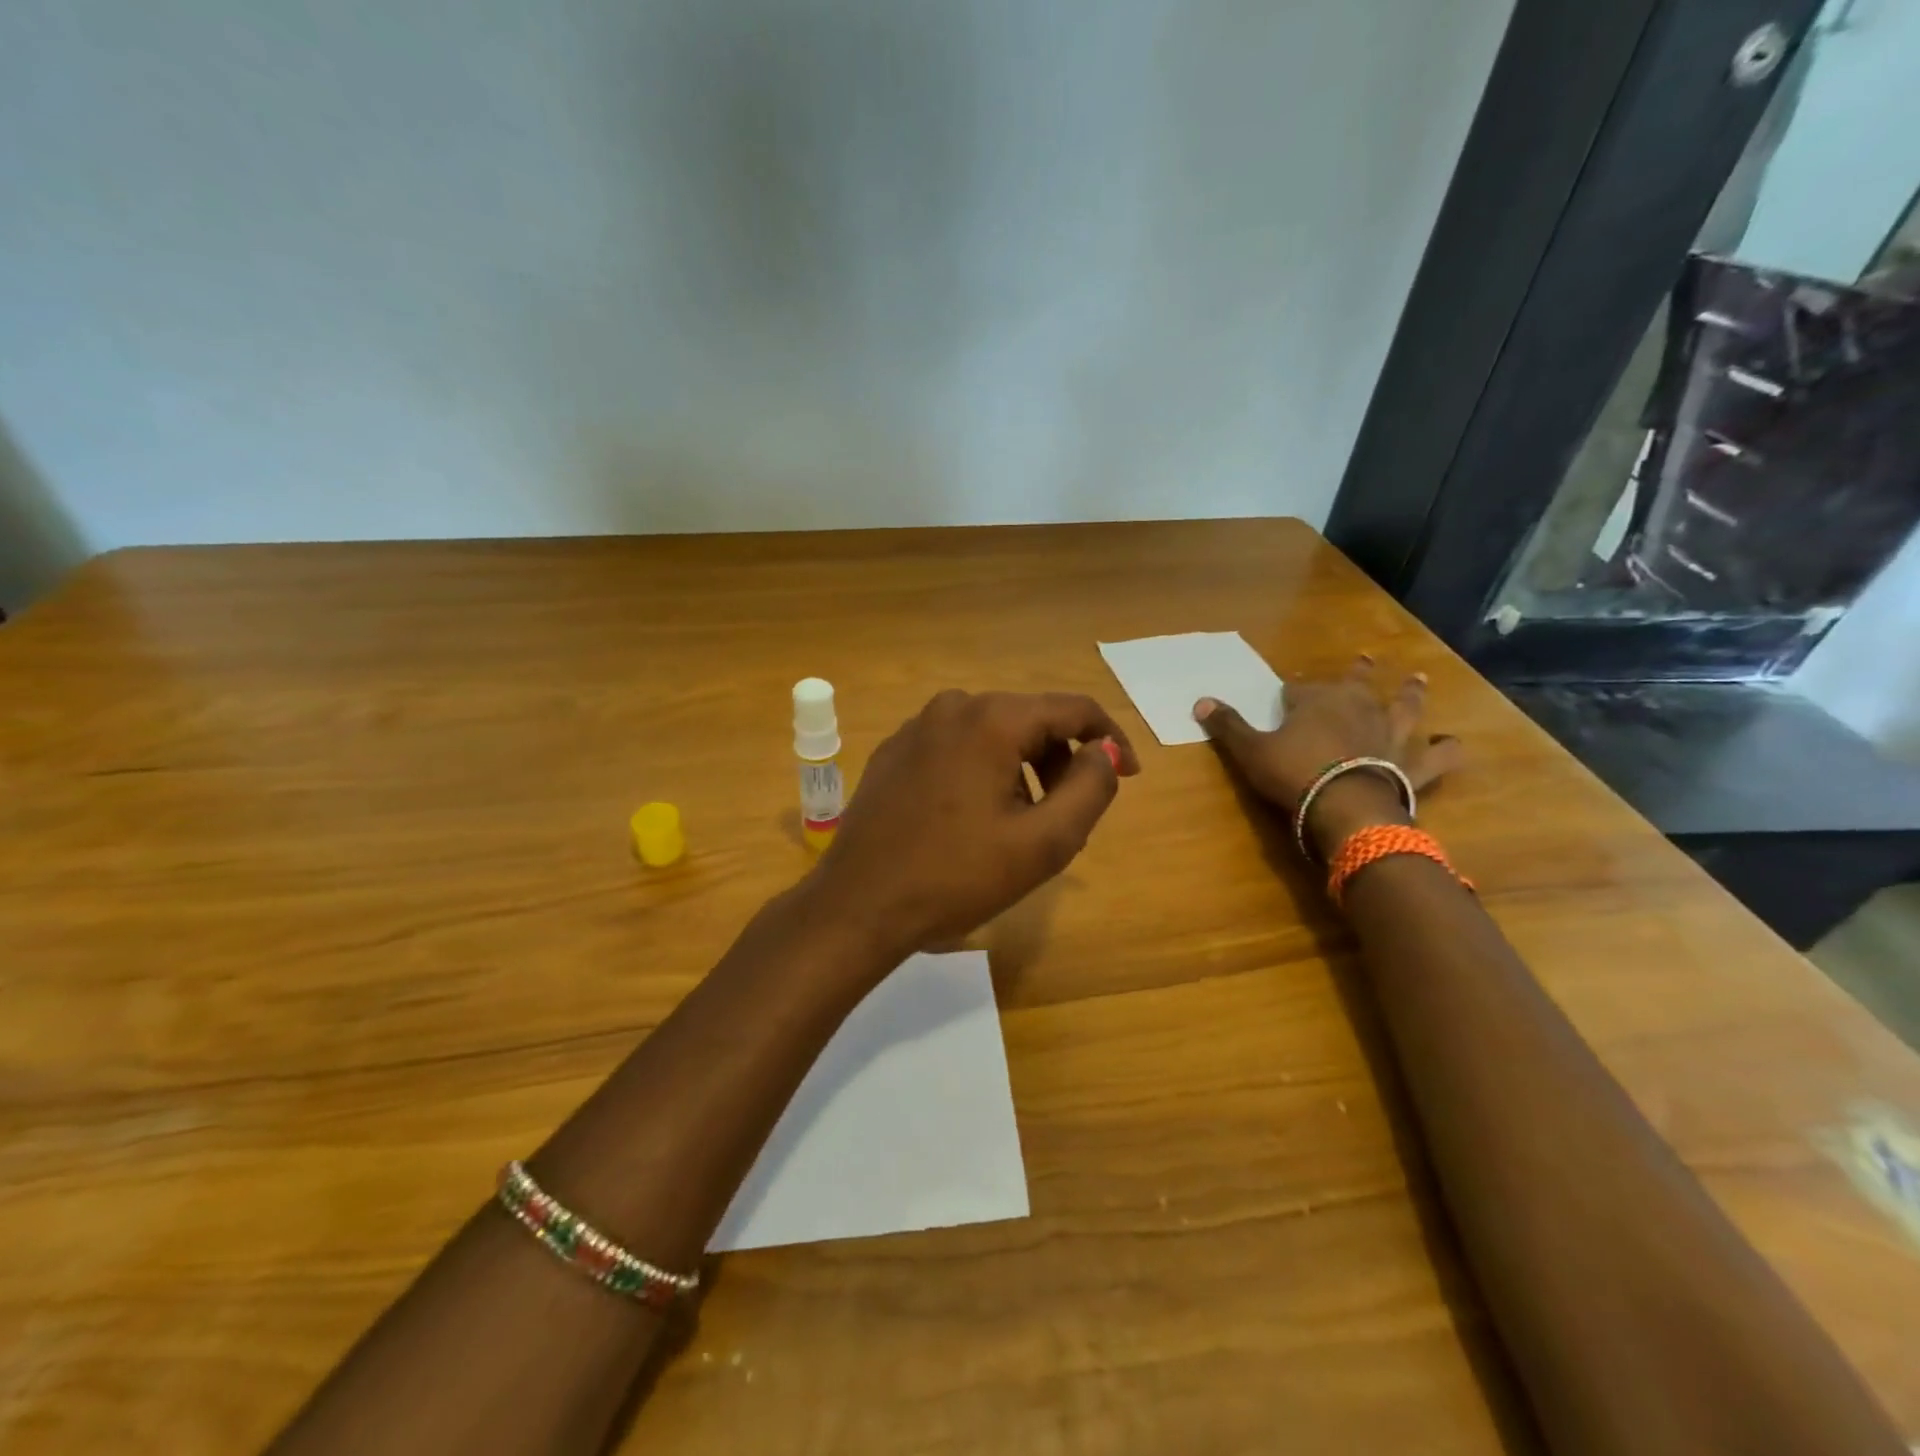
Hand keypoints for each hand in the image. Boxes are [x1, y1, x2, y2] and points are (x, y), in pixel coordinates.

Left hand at [809, 690, 1140, 963]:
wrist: (859, 905)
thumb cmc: (956, 877)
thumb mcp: (1043, 843)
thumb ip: (1090, 788)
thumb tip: (1104, 751)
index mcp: (992, 719)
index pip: (1073, 708)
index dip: (1110, 739)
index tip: (1129, 775)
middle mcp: (953, 707)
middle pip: (1031, 720)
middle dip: (1061, 762)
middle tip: (1070, 816)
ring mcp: (916, 727)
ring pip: (994, 735)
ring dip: (1023, 771)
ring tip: (1022, 826)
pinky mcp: (894, 752)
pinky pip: (957, 748)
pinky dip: (983, 772)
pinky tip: (974, 820)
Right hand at [1194, 656, 1461, 857]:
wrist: (1344, 806)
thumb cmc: (1293, 773)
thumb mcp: (1250, 750)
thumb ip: (1228, 725)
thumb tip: (1199, 701)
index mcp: (1317, 701)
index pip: (1300, 690)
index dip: (1293, 693)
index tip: (1288, 695)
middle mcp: (1358, 708)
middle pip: (1358, 683)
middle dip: (1359, 672)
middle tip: (1366, 658)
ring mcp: (1390, 734)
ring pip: (1404, 706)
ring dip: (1411, 694)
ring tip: (1417, 679)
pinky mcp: (1412, 764)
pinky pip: (1437, 756)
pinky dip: (1446, 750)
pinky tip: (1453, 743)